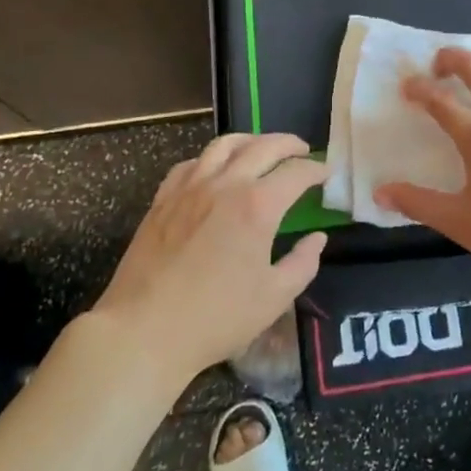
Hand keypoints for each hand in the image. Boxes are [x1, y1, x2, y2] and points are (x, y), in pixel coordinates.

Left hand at [94, 134, 326, 380]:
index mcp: (258, 206)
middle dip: (289, 144)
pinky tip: (216, 169)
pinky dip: (212, 158)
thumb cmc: (216, 318)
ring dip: (251, 140)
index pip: (296, 173)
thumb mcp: (274, 298)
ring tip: (262, 148)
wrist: (144, 331)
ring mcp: (190, 188)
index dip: (316, 170)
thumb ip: (303, 263)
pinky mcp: (163, 199)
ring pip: (224, 145)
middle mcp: (226, 185)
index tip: (326, 173)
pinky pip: (192, 163)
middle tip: (303, 150)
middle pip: (263, 146)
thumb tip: (317, 238)